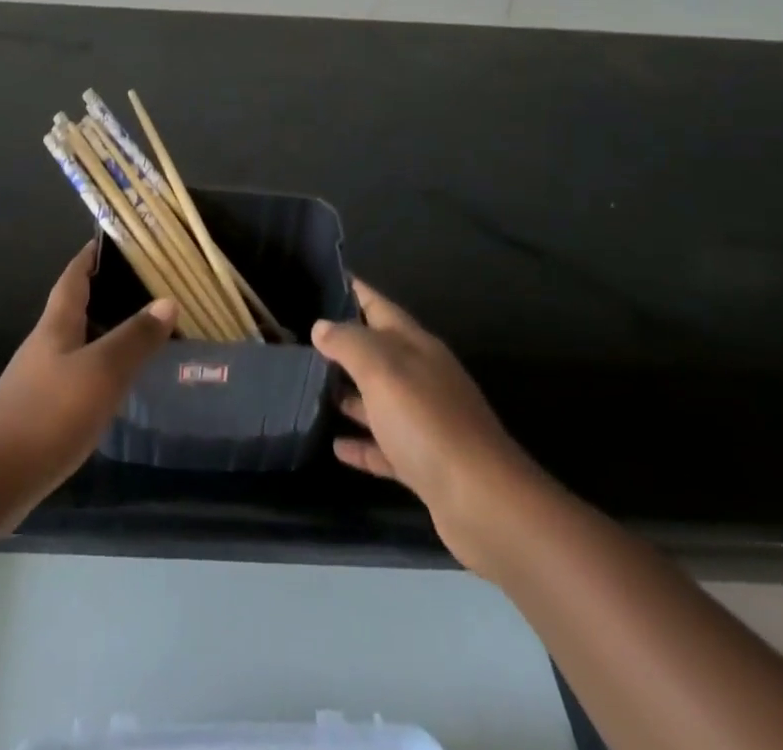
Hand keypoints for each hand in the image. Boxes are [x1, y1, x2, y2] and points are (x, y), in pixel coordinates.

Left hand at [0, 241, 175, 520]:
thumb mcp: (101, 371)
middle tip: (147, 286)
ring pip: (79, 342)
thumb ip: (134, 338)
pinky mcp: (41, 411)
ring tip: (144, 332)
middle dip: (107, 292)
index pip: (74, 275)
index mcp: (57, 324)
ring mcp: (40, 378)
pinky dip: (101, 368)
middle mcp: (46, 344)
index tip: (116, 239)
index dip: (92, 254)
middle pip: (76, 306)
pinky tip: (119, 383)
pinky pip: (78, 374)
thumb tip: (167, 300)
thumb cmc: (48, 414)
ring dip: (107, 332)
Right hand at [313, 279, 547, 579]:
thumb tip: (322, 326)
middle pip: (377, 352)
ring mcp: (425, 422)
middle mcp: (422, 377)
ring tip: (308, 389)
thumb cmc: (427, 422)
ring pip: (379, 399)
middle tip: (299, 339)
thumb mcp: (381, 369)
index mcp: (415, 346)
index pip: (378, 305)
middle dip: (342, 344)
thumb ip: (348, 343)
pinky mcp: (424, 463)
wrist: (483, 502)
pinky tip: (335, 445)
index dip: (352, 290)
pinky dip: (361, 444)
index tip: (320, 279)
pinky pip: (385, 446)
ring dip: (349, 394)